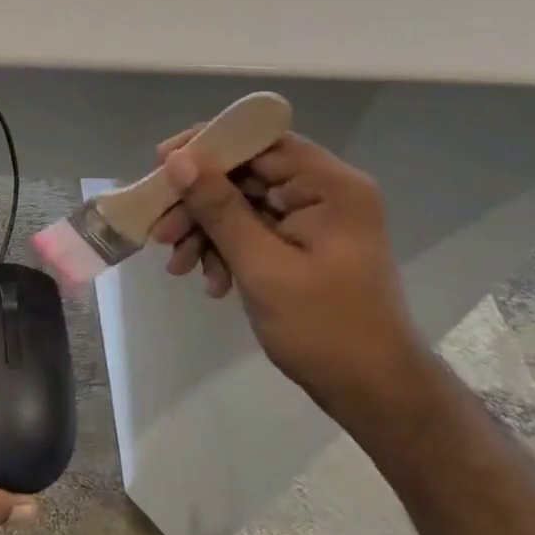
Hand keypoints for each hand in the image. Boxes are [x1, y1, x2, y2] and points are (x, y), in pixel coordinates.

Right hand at [148, 130, 422, 414]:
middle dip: (198, 202)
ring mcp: (312, 218)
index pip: (260, 140)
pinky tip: (209, 282)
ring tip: (178, 265)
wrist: (373, 394)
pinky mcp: (301, 243)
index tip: (162, 164)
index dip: (207, 145)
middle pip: (245, 173)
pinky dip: (225, 250)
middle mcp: (323, 191)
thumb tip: (177, 160)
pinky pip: (251, 229)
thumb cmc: (325, 328)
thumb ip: (219, 208)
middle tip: (160, 230)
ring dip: (205, 231)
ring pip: (241, 203)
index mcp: (330, 185)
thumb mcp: (262, 266)